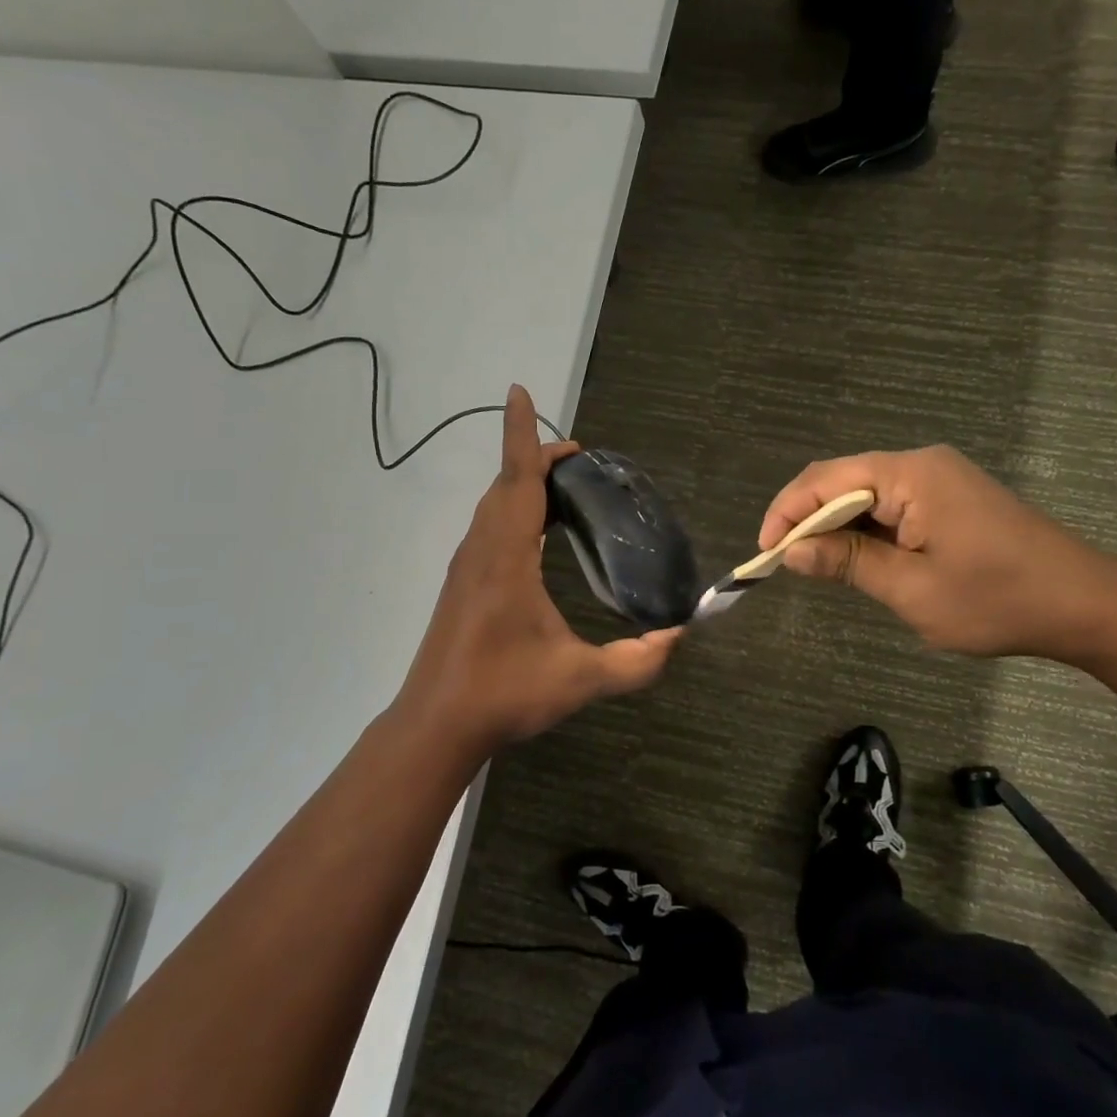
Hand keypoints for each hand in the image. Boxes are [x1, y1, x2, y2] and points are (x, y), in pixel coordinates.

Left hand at [394, 385, 680, 761]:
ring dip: (522, 484)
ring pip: (492, 506)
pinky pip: (488, 527)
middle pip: (505, 485)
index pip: (517, 481)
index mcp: (506, 559)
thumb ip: (635, 662)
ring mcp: (466, 568)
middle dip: (535, 458)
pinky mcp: (461, 585)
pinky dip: (512, 509)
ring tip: (562, 485)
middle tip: (579, 459)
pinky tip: (535, 533)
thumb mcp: (579, 680)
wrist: (437, 725)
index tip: (520, 392)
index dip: (522, 435)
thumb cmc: (504, 694)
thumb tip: (679, 637)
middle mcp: (481, 552)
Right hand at [759, 446, 1116, 661]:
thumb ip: (848, 562)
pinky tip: (858, 558)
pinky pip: (892, 504)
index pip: (827, 479)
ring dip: (836, 525)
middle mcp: (922, 464)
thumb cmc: (997, 600)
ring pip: (867, 493)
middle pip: (844, 479)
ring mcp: (940, 478)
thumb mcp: (912, 589)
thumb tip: (793, 551)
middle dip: (807, 519)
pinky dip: (866, 529)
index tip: (765, 555)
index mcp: (912, 474)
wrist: (1085, 604)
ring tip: (814, 565)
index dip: (787, 512)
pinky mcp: (952, 498)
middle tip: (785, 564)